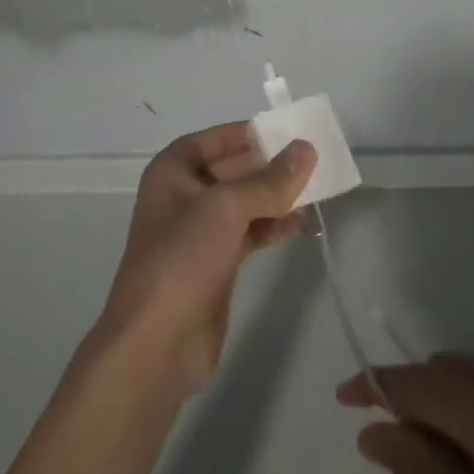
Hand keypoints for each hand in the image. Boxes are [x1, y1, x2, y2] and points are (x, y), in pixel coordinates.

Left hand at [96, 122, 315, 397]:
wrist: (157, 343)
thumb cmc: (183, 258)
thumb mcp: (227, 208)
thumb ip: (269, 180)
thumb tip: (306, 149)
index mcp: (172, 172)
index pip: (213, 139)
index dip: (245, 132)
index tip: (284, 129)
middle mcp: (184, 196)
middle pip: (232, 169)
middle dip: (269, 164)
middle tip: (312, 157)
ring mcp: (200, 232)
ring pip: (244, 202)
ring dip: (276, 195)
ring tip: (317, 187)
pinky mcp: (216, 263)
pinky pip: (250, 232)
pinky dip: (274, 224)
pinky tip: (302, 223)